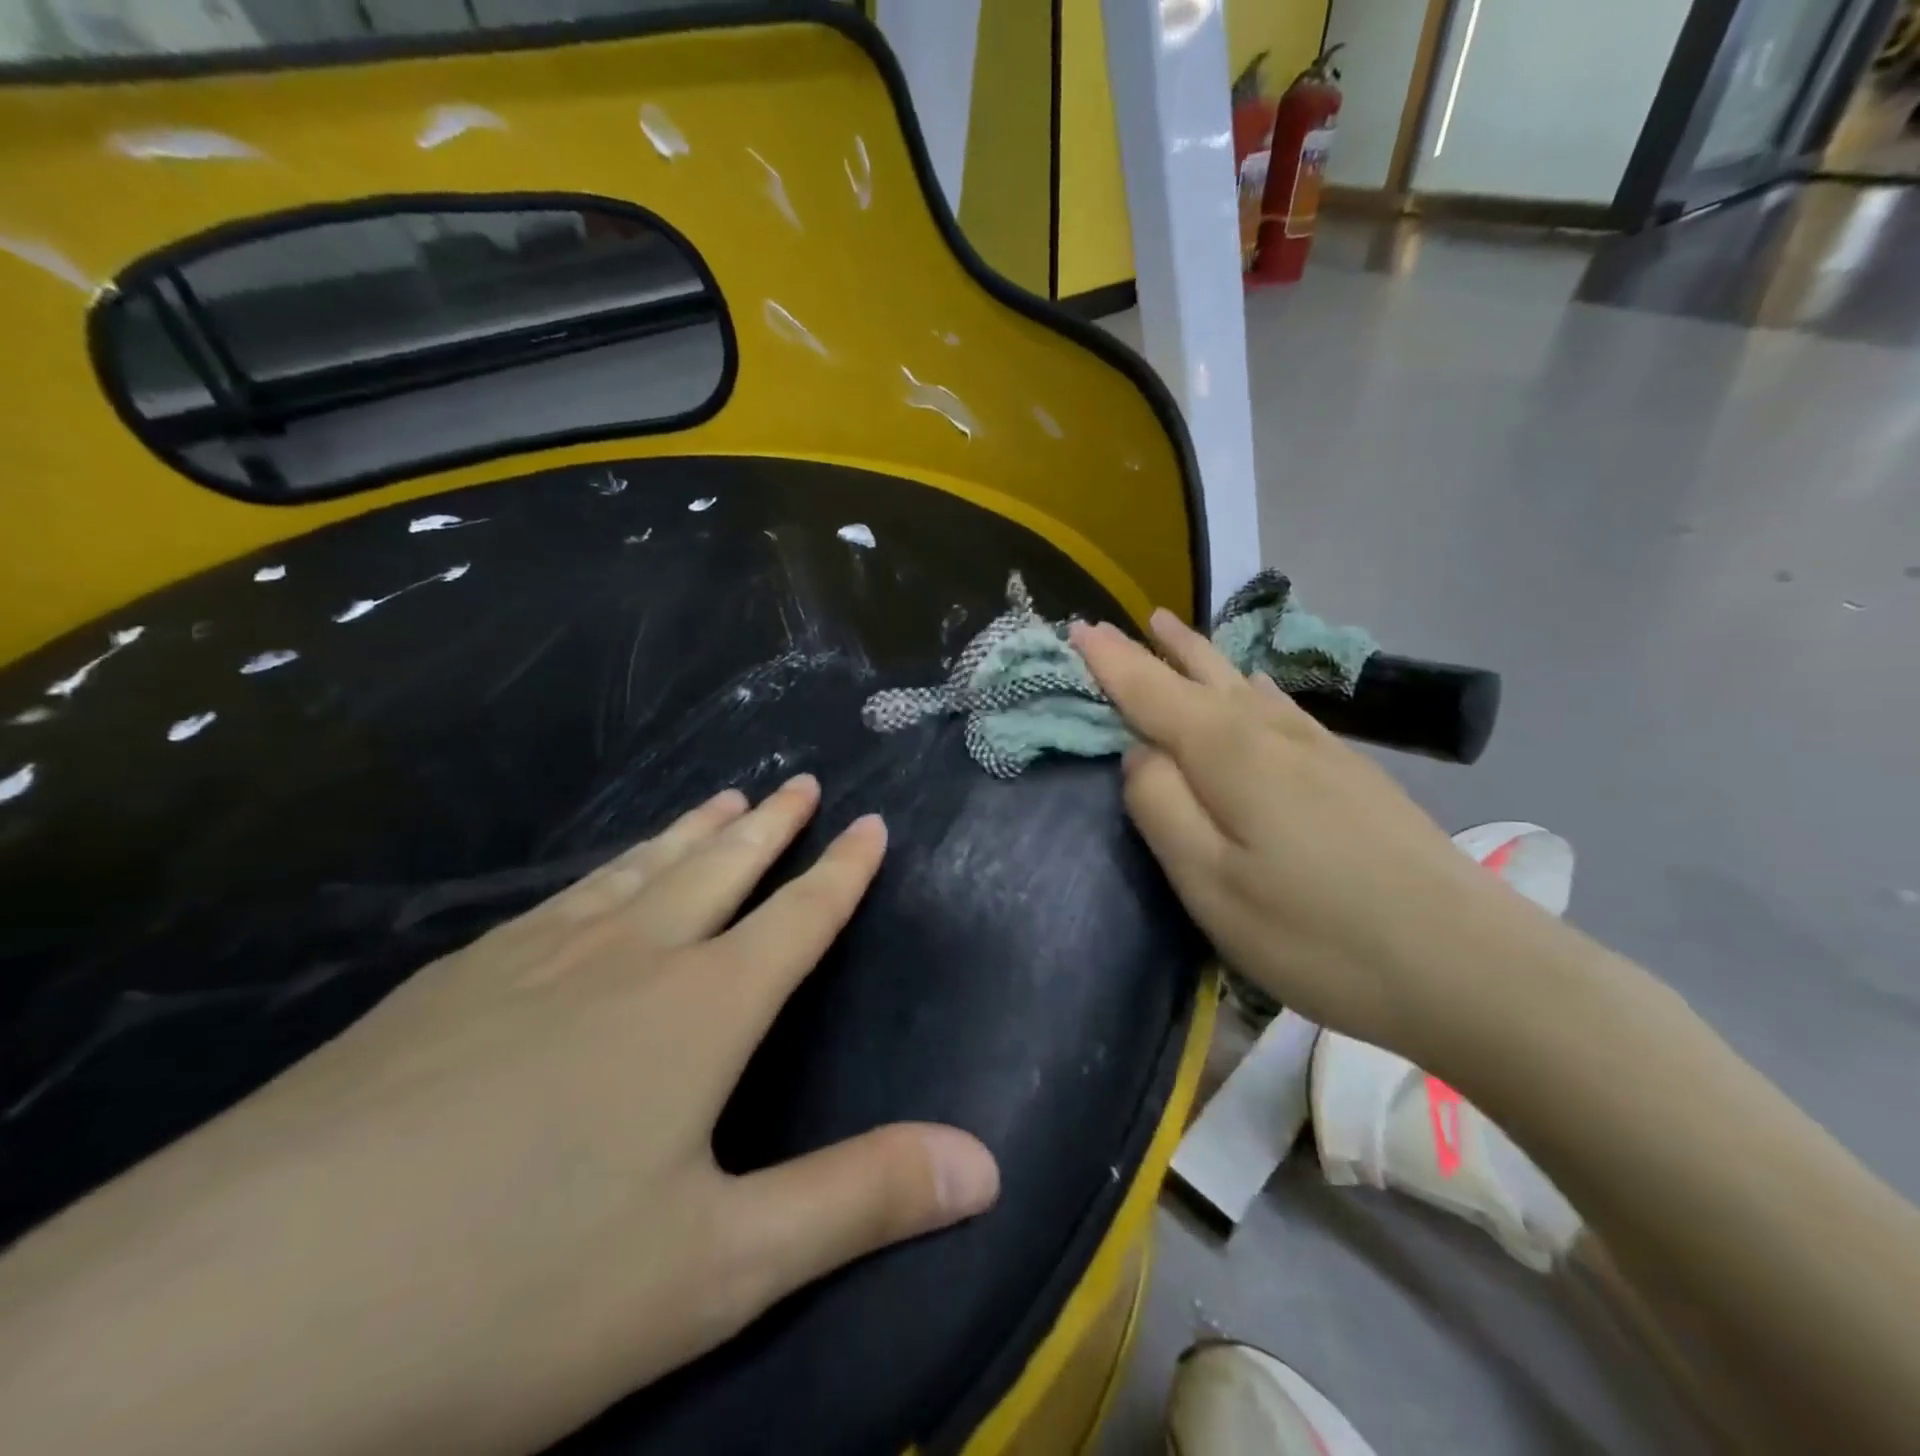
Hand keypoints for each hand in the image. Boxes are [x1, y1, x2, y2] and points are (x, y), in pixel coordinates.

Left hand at [0, 777, 998, 1455]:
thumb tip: (988, 1165)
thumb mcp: (714, 1271)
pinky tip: (589, 884)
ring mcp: (522, 964)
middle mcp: (622, 961)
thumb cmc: (507, 1298)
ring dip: (687, 835)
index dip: (841, 871)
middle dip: (768, 827)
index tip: (869, 820)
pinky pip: (555, 903)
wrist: (207, 1337)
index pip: (796, 918)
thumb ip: (858, 1203)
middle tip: (796, 782)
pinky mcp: (438, 990)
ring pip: (633, 874)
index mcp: (696, 1012)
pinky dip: (599, 876)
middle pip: (716, 870)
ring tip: (719, 799)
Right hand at [1072, 613, 1531, 1063]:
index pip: (1152, 690)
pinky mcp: (1353, 774)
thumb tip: (1138, 753)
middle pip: (1203, 674)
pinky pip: (1280, 706)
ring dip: (1203, 656)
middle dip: (1159, 648)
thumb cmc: (1319, 934)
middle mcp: (1272, 733)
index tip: (1076, 627)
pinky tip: (1255, 690)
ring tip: (1176, 632)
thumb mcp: (1211, 884)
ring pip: (1244, 684)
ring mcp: (1321, 750)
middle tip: (1128, 621)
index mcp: (1228, 753)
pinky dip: (1248, 685)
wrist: (1473, 966)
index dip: (1111, 660)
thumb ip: (1162, 808)